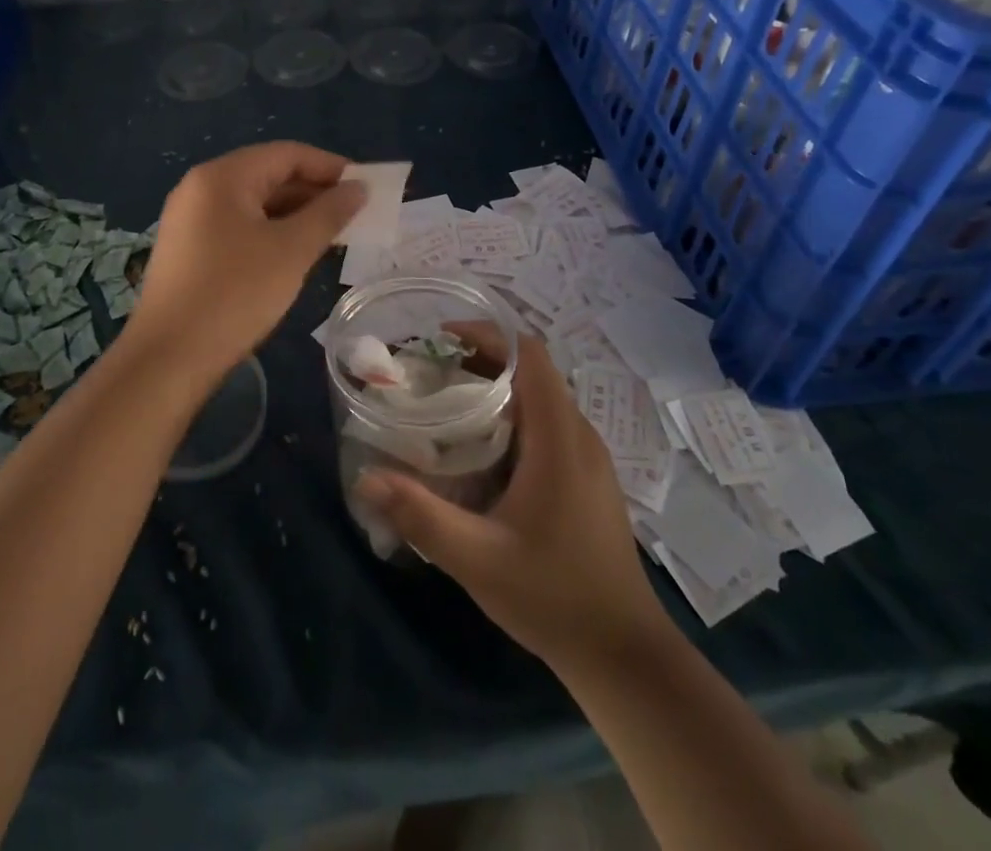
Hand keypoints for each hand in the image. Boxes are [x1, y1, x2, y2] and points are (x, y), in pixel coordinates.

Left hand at [122, 142, 364, 386]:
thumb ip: (329, 213)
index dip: (330, 166)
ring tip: (333, 235)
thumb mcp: (291, 251)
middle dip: (314, 192)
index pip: (286, 154)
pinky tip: (295, 254)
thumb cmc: (235, 294)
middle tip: (355, 215)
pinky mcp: (188, 249)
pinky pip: (238, 226)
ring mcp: (190, 219)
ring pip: (254, 204)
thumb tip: (358, 188)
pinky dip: (271, 232)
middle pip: (268, 175)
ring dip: (295, 214)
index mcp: (222, 177)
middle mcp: (200, 188)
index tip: (366, 187)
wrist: (168, 358)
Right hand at [355, 324, 670, 675]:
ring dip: (499, 387)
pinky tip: (483, 449)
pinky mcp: (589, 479)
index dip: (488, 335)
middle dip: (484, 359)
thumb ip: (420, 514)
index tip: (443, 337)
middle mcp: (580, 436)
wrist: (624, 655)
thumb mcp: (477, 558)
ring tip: (450, 402)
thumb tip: (366, 478)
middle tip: (433, 370)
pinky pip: (550, 424)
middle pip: (534, 371)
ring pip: (542, 398)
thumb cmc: (553, 596)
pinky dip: (514, 415)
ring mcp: (590, 458)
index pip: (531, 355)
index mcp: (559, 439)